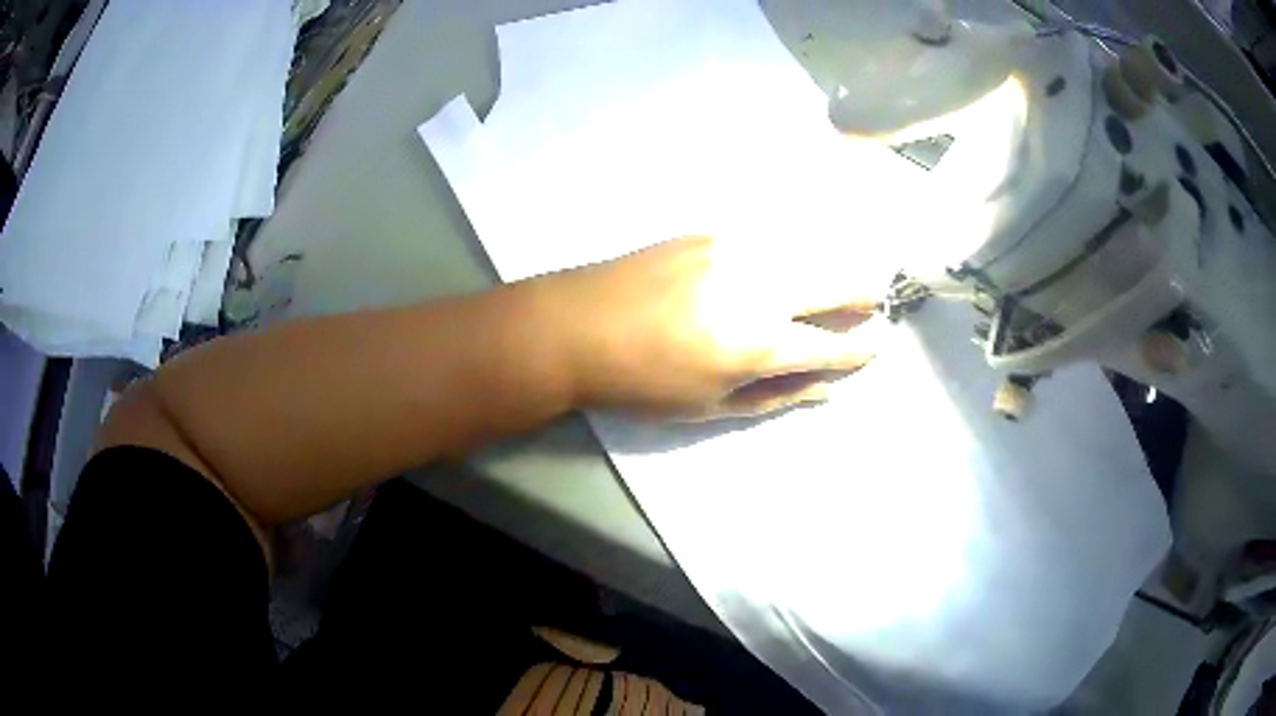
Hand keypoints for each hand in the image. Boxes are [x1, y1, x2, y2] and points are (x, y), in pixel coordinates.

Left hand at [535, 236, 878, 420]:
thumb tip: (824, 388)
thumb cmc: (641, 382)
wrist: (576, 325)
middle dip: (862, 293)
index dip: (859, 348)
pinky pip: (769, 237)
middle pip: (835, 280)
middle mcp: (759, 286)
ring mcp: (735, 249)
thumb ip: (775, 395)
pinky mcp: (710, 231)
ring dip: (830, 266)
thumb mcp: (709, 406)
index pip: (831, 344)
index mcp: (758, 343)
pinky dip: (791, 251)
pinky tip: (787, 260)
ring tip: (836, 281)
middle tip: (873, 301)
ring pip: (808, 249)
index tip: (875, 346)